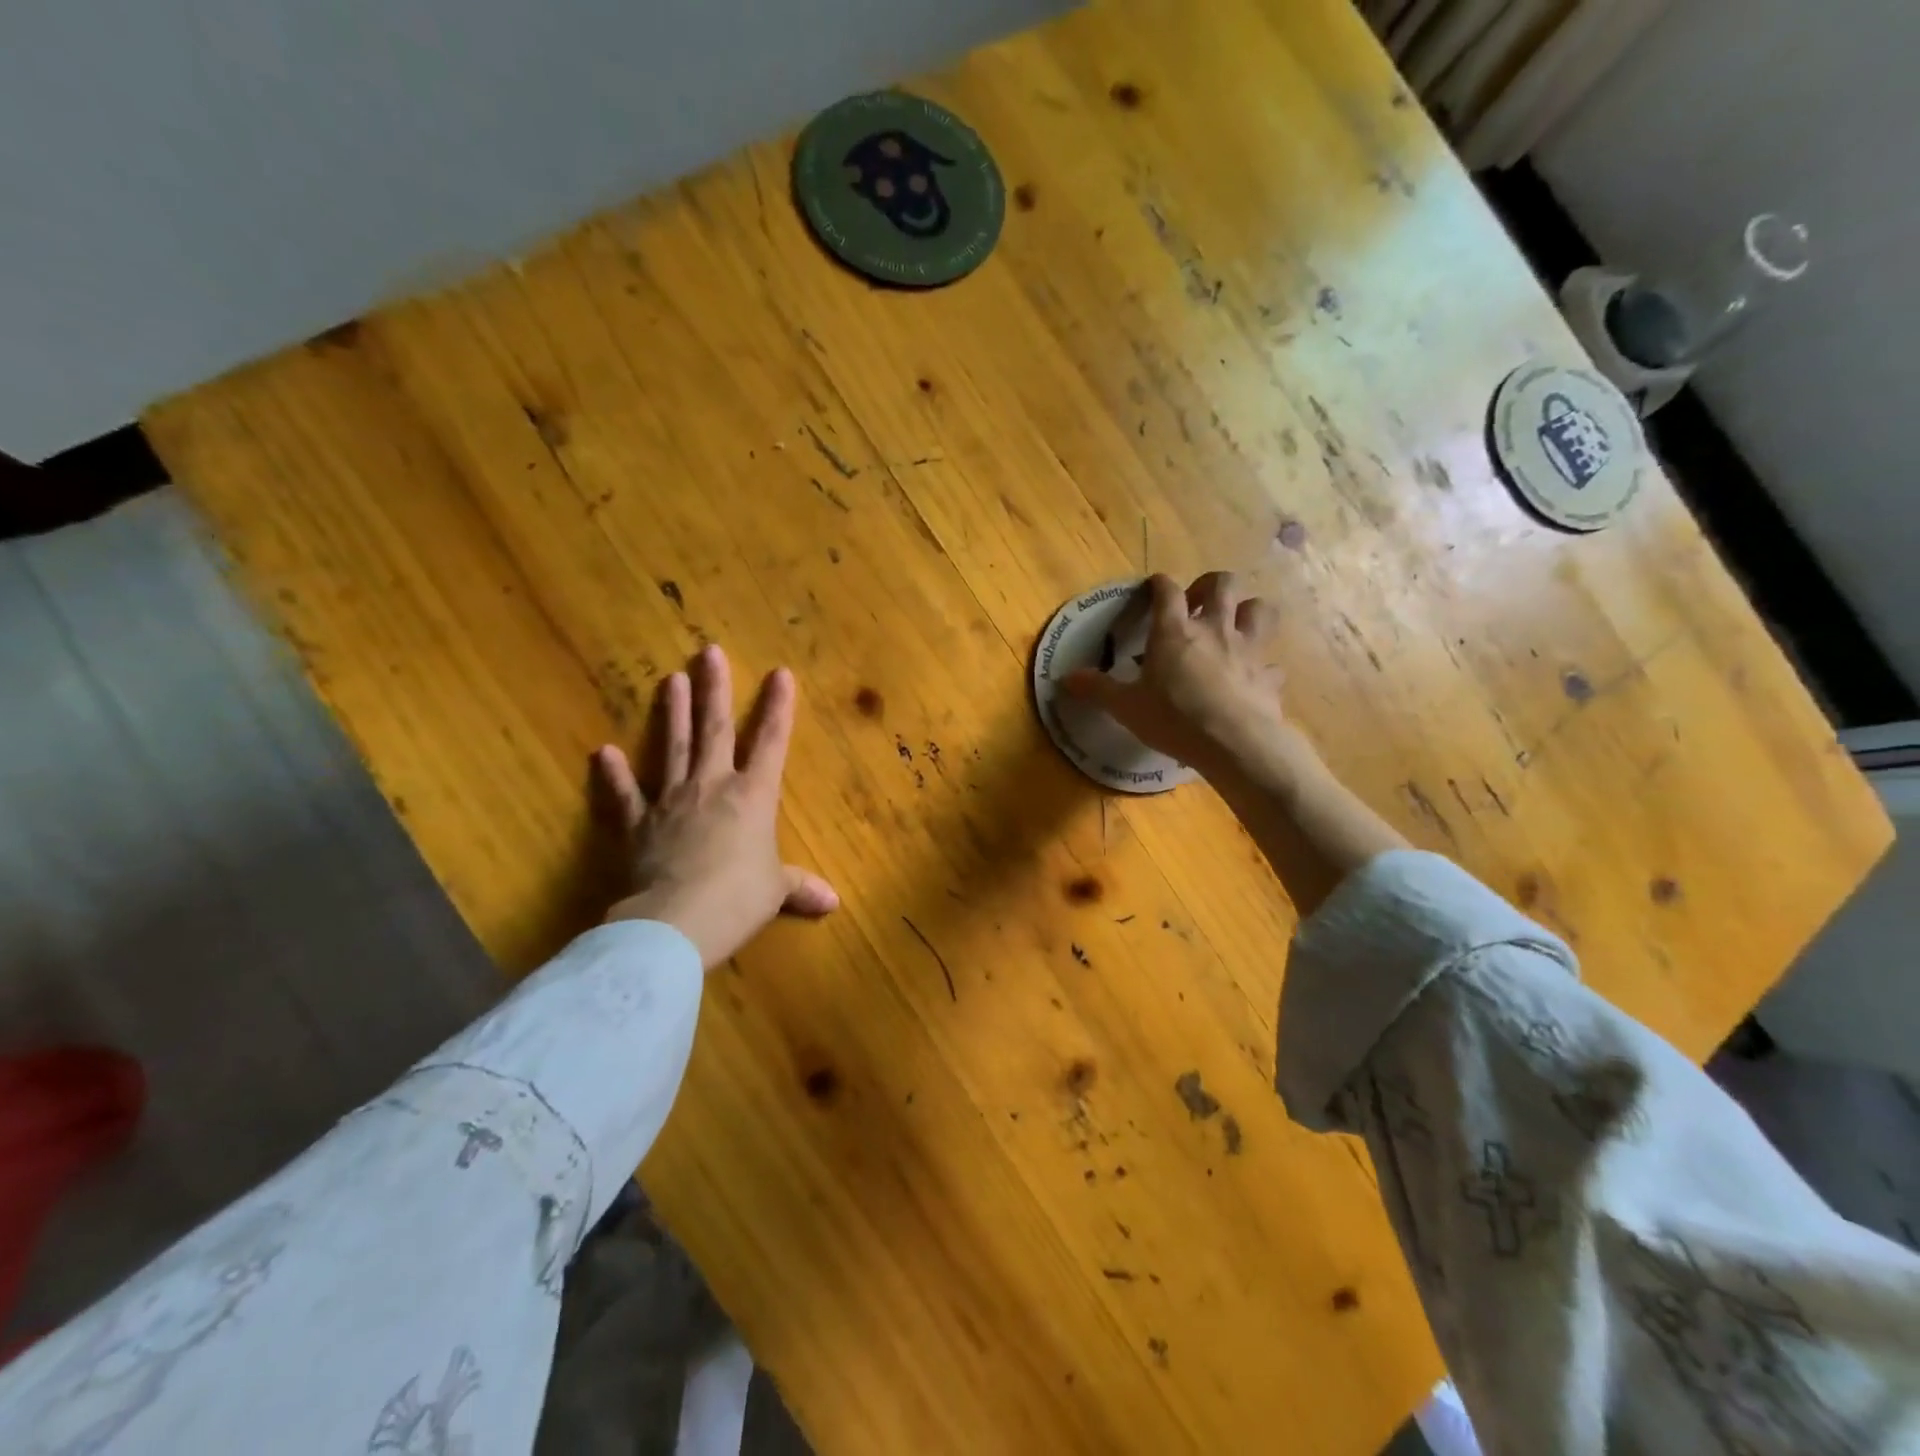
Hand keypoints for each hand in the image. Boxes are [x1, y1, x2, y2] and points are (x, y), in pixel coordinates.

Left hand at [595, 645, 837, 969]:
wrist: (677, 922)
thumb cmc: (738, 899)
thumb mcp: (774, 892)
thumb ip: (799, 887)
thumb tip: (833, 901)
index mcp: (753, 796)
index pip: (771, 743)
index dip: (778, 708)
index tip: (780, 673)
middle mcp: (712, 786)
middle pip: (716, 730)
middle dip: (715, 689)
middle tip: (709, 652)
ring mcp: (671, 801)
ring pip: (673, 747)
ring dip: (672, 713)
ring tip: (670, 678)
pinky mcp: (637, 824)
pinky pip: (625, 795)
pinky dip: (614, 775)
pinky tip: (603, 752)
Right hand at [1063, 572, 1291, 780]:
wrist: (1235, 744)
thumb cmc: (1175, 719)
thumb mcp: (1126, 707)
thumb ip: (1098, 689)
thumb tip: (1064, 679)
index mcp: (1175, 631)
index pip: (1167, 590)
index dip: (1159, 584)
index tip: (1153, 588)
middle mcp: (1215, 629)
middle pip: (1223, 583)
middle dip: (1210, 586)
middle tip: (1197, 605)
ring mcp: (1248, 649)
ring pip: (1259, 609)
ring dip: (1247, 611)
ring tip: (1233, 627)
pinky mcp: (1269, 676)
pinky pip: (1272, 663)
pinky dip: (1264, 667)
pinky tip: (1254, 678)